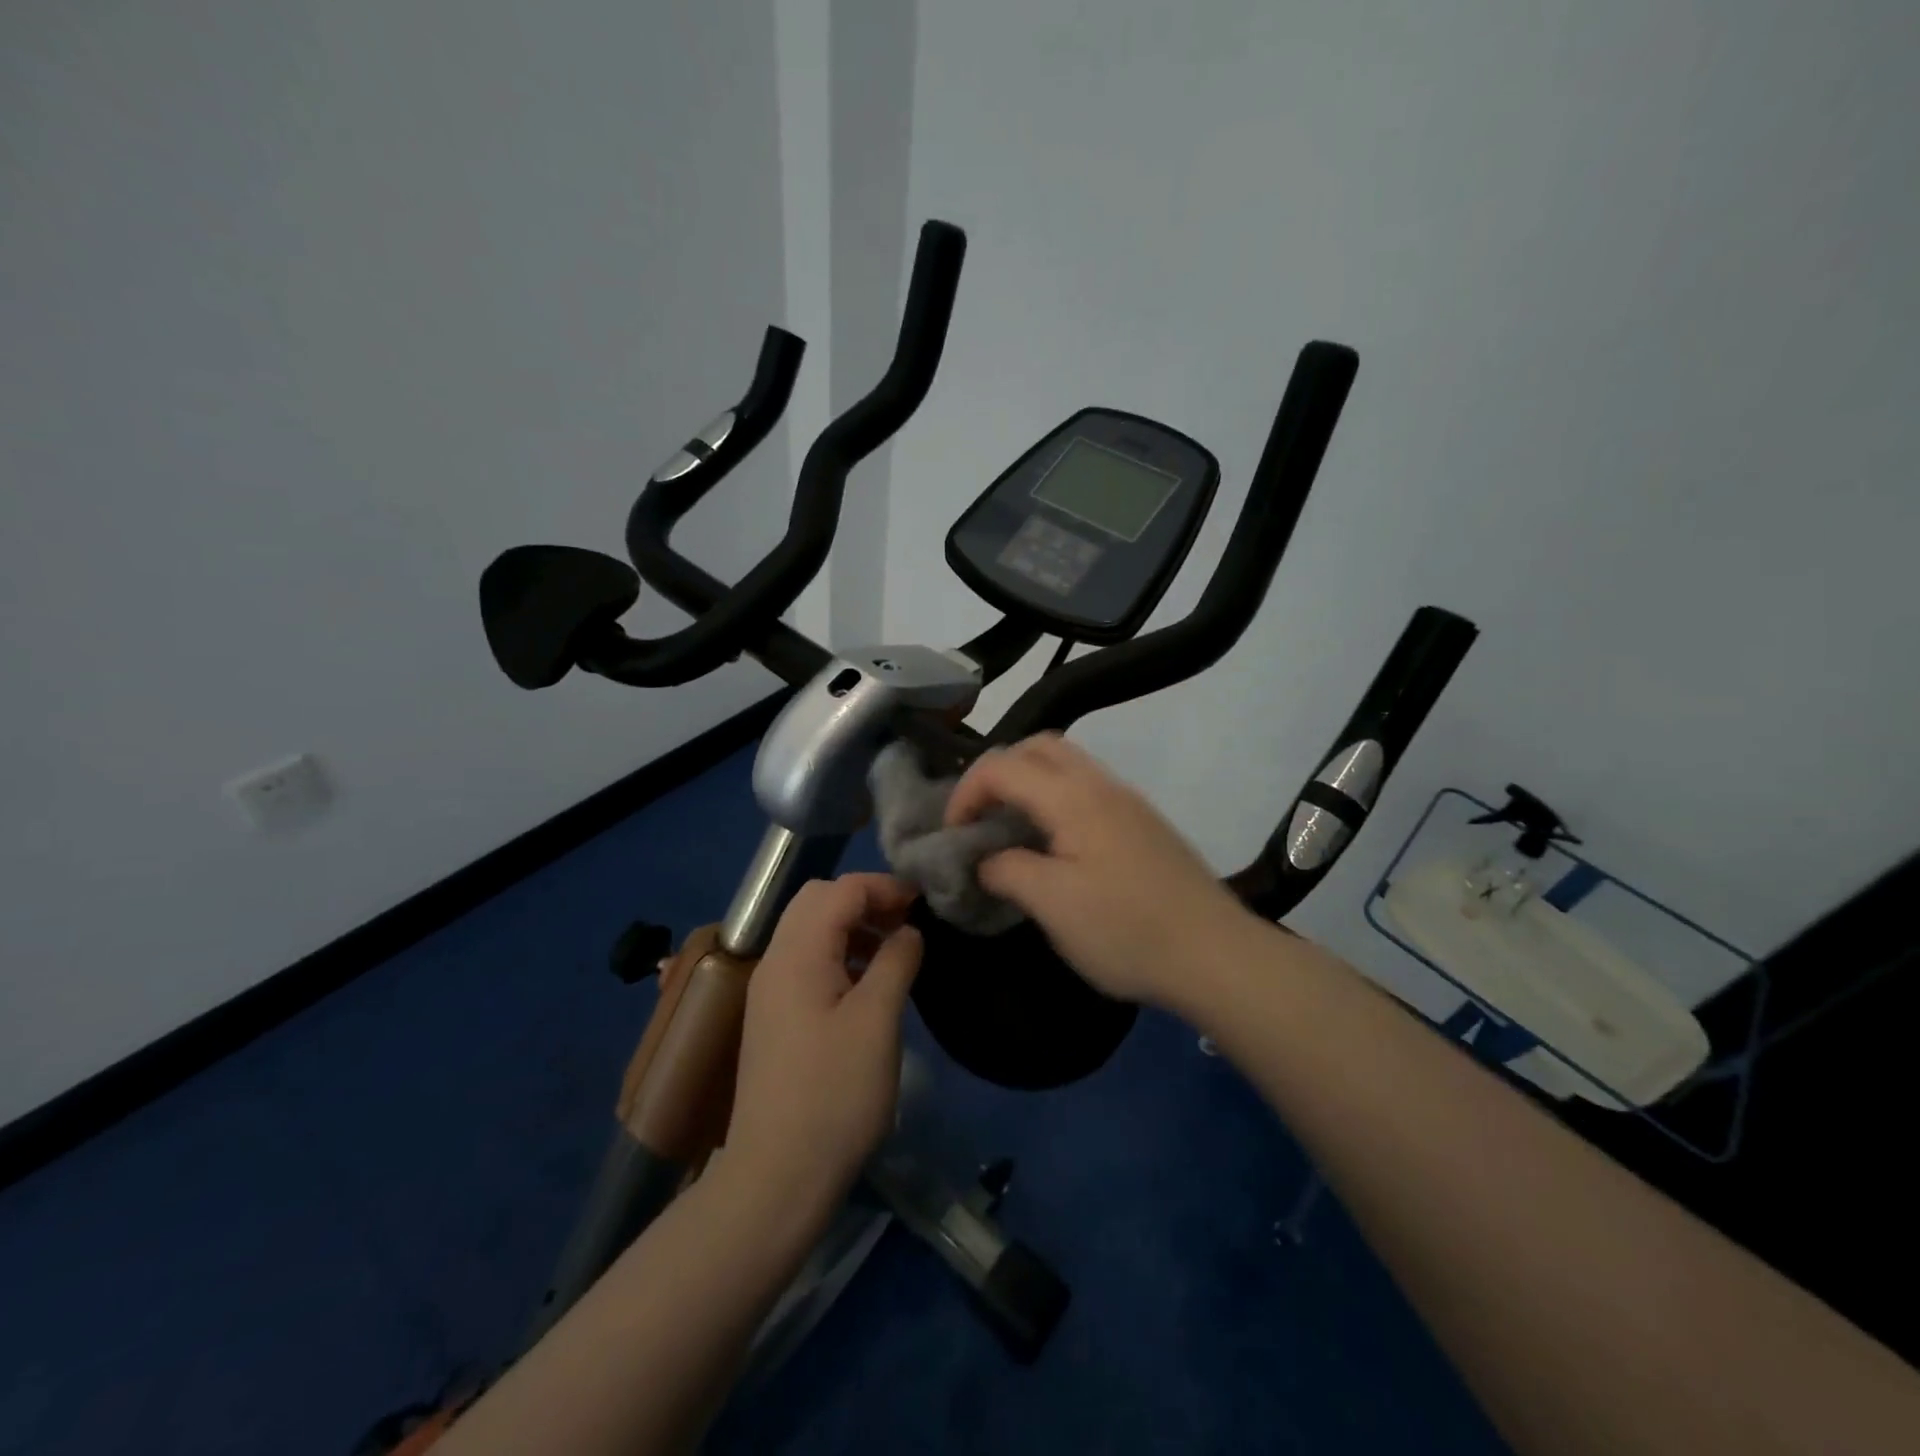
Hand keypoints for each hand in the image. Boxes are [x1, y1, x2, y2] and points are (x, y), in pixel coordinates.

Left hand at [725, 874, 922, 1209]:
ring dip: (853, 926)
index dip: (884, 887)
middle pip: (818, 901)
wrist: (776, 1176)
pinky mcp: (774, 1017)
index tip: (924, 903)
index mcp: (797, 953)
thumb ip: (896, 961)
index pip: (840, 890)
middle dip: (866, 900)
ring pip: (811, 930)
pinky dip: (840, 954)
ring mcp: (770, 990)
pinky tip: (869, 984)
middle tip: (907, 922)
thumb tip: (909, 930)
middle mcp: (775, 960)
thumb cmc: (835, 1093)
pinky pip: (808, 961)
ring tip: (894, 951)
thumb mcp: (877, 1020)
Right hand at [946, 733, 1253, 1005]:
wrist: (1217, 955)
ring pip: (1066, 764)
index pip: (1002, 766)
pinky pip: (1087, 788)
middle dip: (997, 773)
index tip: (953, 836)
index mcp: (1073, 797)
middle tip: (980, 818)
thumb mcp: (1053, 905)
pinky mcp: (1144, 823)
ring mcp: (1128, 801)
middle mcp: (1102, 785)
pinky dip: (1055, 798)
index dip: (966, 793)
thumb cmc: (1127, 930)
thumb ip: (1007, 870)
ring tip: (1011, 829)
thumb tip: (985, 859)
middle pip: (1038, 747)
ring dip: (1028, 783)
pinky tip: (1055, 844)